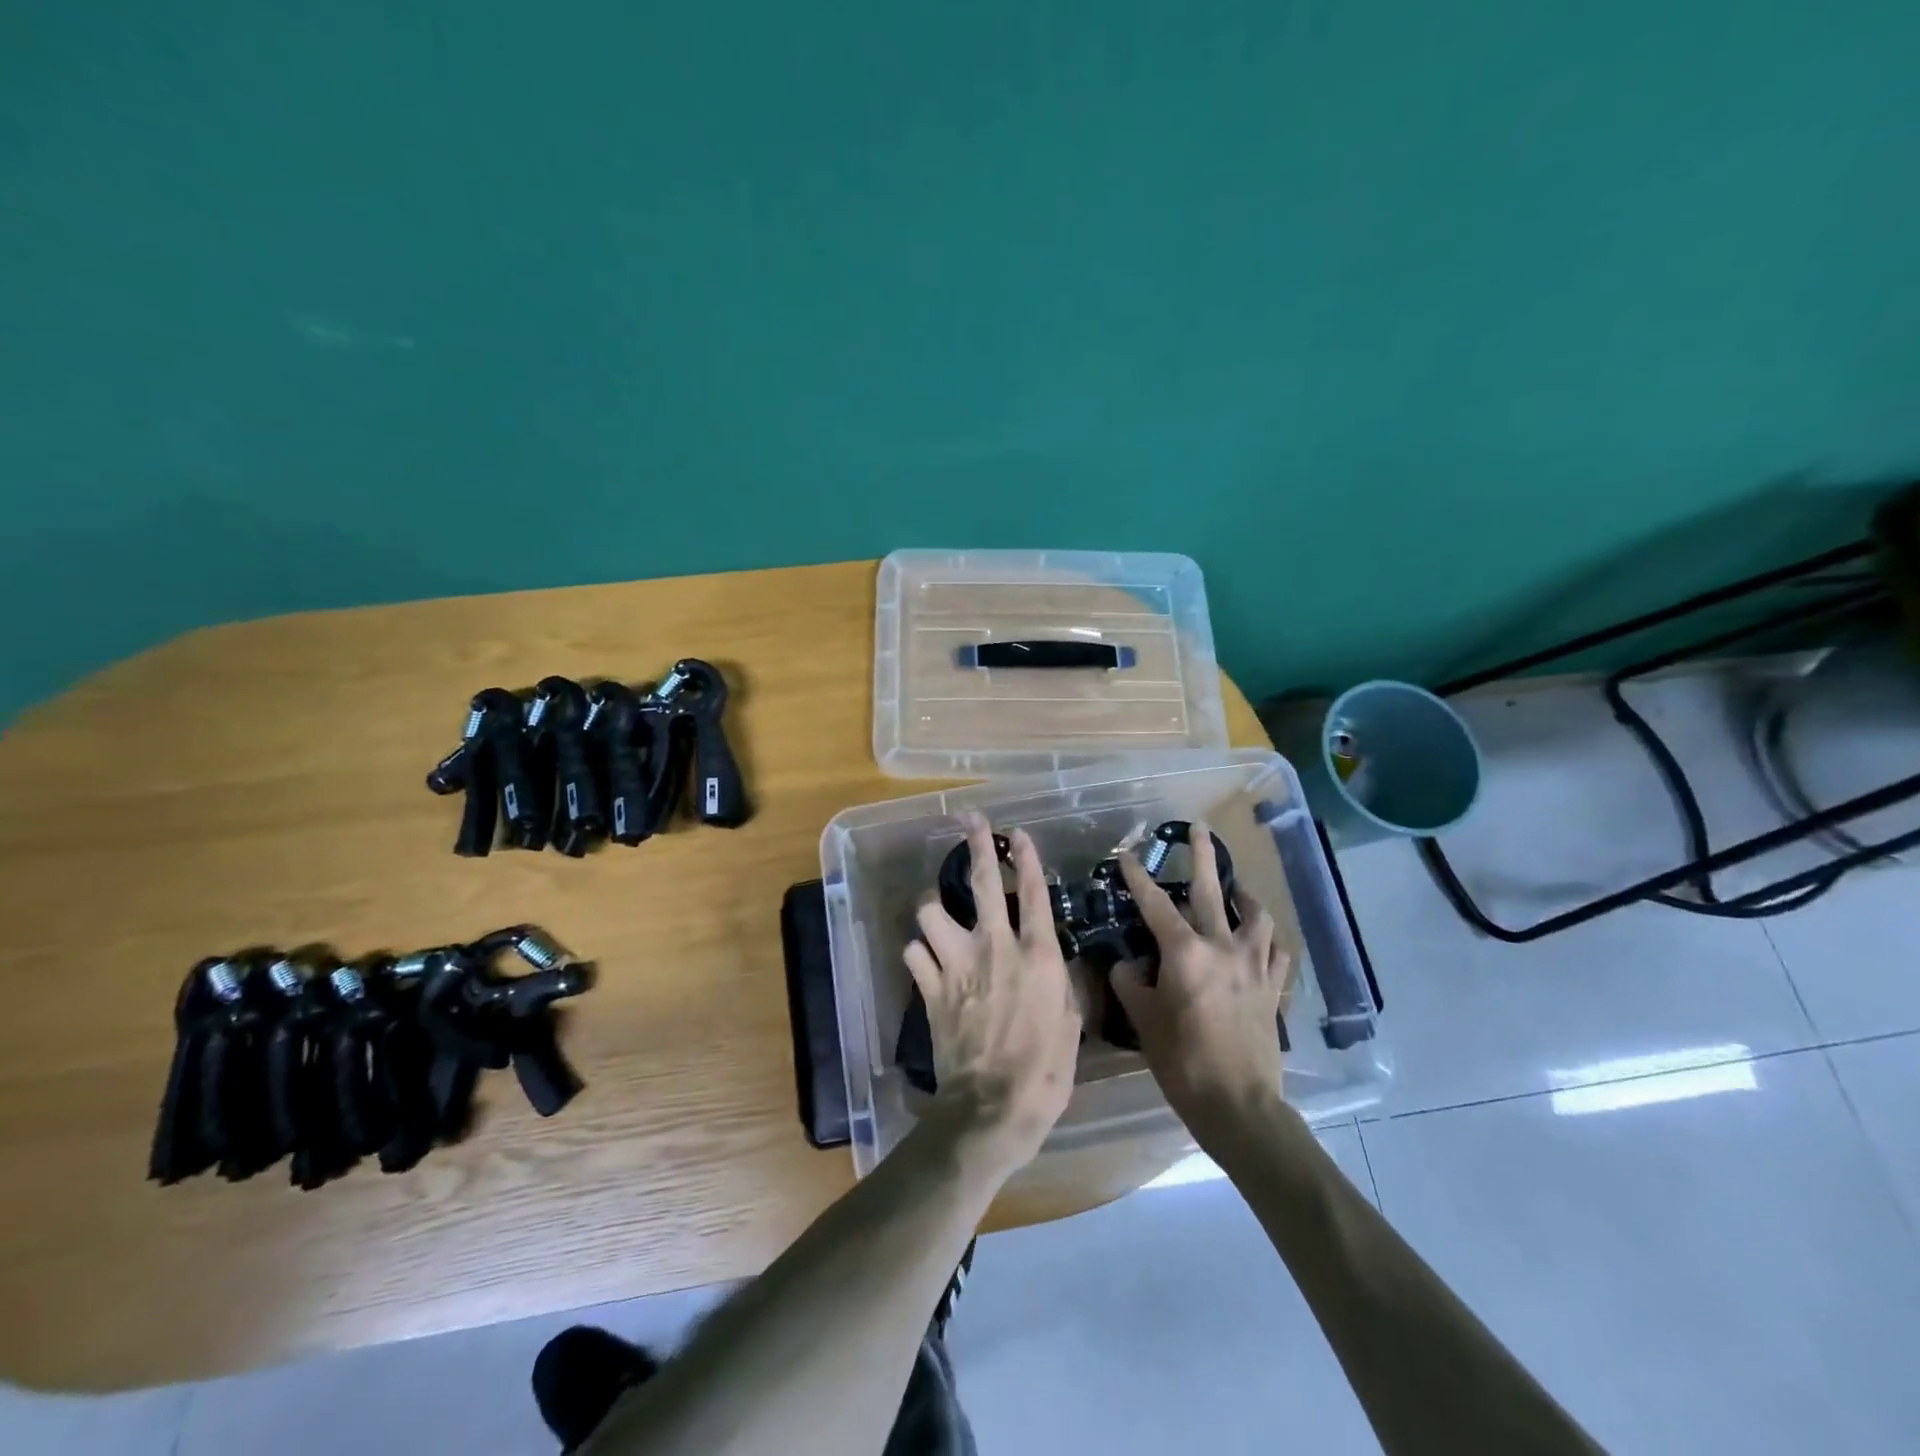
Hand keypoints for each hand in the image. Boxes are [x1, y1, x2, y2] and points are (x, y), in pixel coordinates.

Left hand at [905, 814, 1082, 1173]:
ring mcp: (957, 964)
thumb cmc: (1045, 1070)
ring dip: (932, 907)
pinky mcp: (930, 987)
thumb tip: (1058, 965)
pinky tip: (926, 959)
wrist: (993, 1106)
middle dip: (977, 845)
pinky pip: (913, 952)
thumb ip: (1063, 985)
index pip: (1032, 892)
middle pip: (979, 881)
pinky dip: (918, 952)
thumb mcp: (1071, 1024)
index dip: (1026, 857)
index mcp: (1037, 954)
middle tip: (972, 822)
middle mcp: (994, 946)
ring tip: (937, 910)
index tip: (1019, 833)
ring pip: (930, 911)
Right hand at [1112, 826, 1289, 1135]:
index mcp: (1185, 952)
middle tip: (1199, 829)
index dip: (1138, 877)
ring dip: (1245, 895)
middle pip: (1213, 890)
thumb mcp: (1144, 1019)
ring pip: (1256, 915)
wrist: (1238, 1104)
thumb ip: (1129, 983)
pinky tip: (1260, 938)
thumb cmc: (1182, 1061)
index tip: (1127, 855)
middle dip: (1202, 856)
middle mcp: (1223, 947)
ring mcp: (1255, 965)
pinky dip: (1267, 937)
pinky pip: (1277, 950)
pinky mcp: (1274, 987)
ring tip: (1236, 887)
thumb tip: (1125, 964)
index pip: (1156, 904)